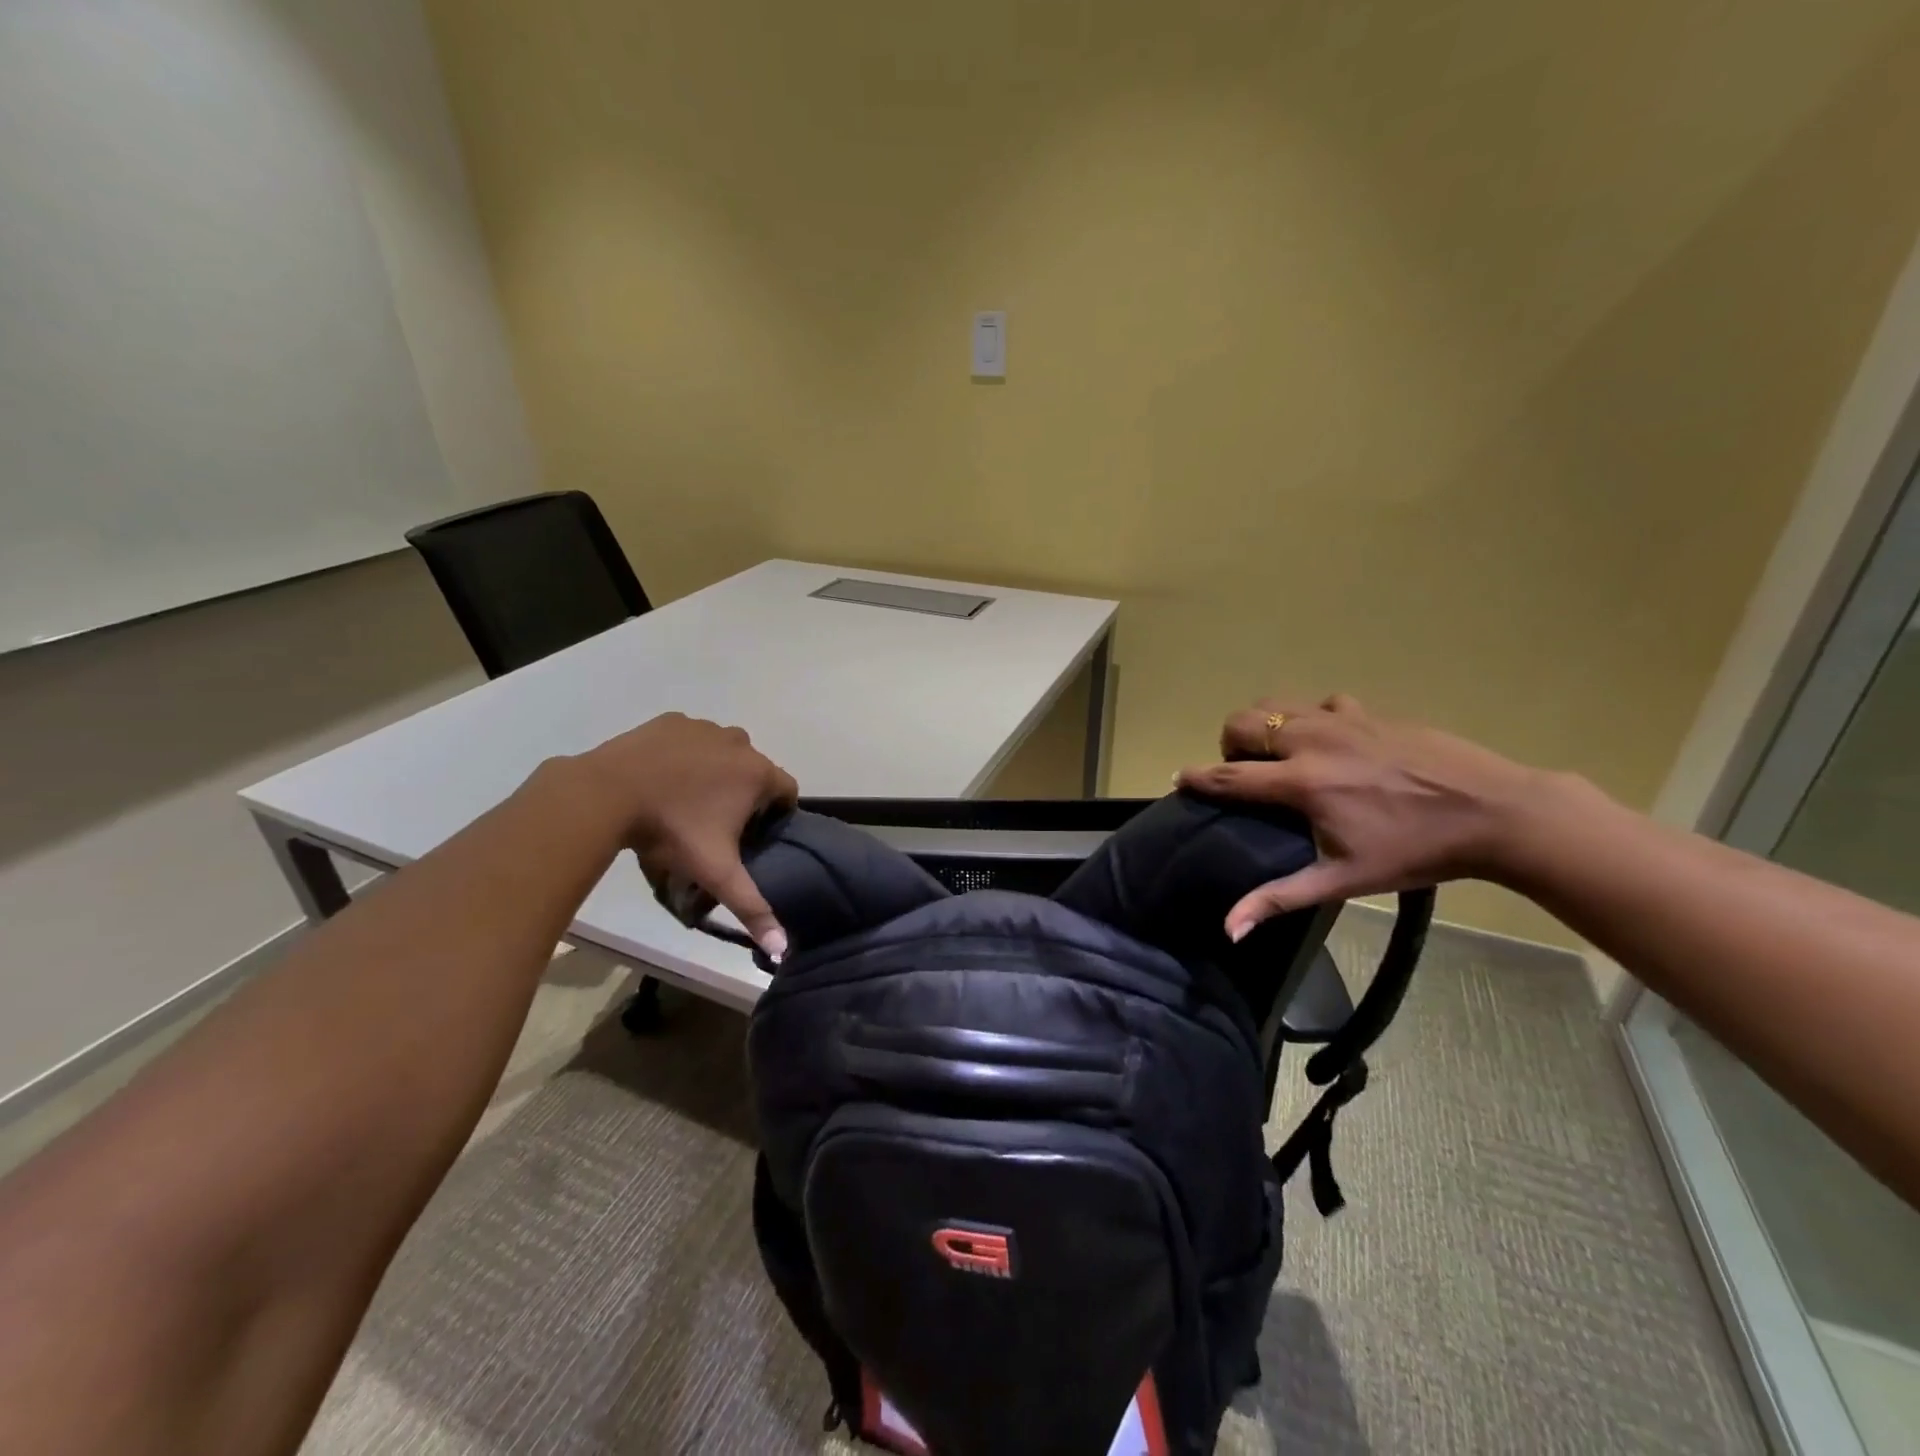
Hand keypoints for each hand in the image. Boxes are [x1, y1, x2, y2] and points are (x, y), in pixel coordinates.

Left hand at [576, 713, 798, 959]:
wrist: (607, 793)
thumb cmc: (671, 831)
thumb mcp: (714, 872)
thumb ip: (751, 907)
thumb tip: (782, 950)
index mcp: (758, 773)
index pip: (787, 791)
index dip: (774, 814)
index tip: (750, 833)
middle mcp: (739, 743)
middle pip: (755, 770)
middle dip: (743, 792)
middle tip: (715, 822)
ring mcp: (704, 728)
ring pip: (724, 751)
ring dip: (716, 771)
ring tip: (686, 800)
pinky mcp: (672, 721)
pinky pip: (692, 737)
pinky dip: (686, 754)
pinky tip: (663, 777)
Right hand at [1177, 695, 1558, 939]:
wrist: (1494, 812)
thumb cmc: (1415, 851)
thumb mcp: (1343, 880)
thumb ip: (1279, 897)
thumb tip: (1228, 929)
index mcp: (1301, 784)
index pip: (1228, 775)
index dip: (1196, 777)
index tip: (1178, 779)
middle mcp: (1311, 741)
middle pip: (1243, 723)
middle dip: (1229, 743)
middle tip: (1244, 770)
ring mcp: (1341, 720)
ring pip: (1276, 703)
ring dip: (1263, 724)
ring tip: (1277, 752)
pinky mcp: (1369, 711)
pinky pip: (1321, 702)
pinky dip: (1311, 717)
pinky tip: (1330, 741)